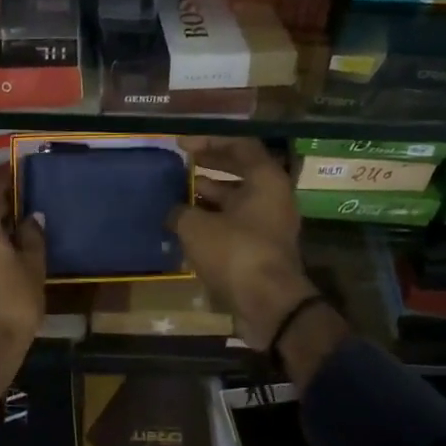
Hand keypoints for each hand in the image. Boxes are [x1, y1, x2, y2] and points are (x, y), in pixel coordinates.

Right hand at [166, 138, 321, 349]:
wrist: (268, 304)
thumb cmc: (235, 253)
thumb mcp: (196, 227)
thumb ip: (180, 211)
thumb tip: (173, 212)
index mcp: (266, 180)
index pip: (240, 145)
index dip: (209, 141)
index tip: (182, 144)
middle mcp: (272, 197)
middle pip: (239, 171)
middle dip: (208, 166)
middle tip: (180, 163)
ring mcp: (269, 224)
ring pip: (236, 200)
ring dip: (207, 196)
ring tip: (176, 194)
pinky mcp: (261, 249)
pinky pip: (235, 224)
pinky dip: (212, 221)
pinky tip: (185, 225)